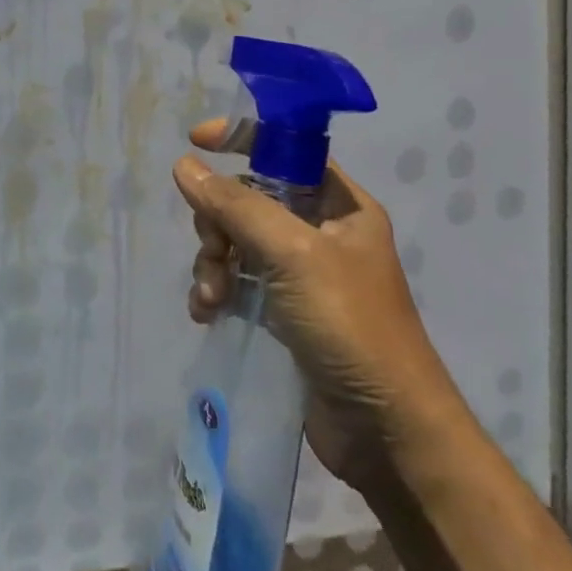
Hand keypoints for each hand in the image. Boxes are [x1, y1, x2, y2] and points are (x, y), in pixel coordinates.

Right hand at [174, 120, 457, 490]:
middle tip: (214, 250)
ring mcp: (302, 275)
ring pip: (237, 242)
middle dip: (219, 221)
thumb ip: (236, 205)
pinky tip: (206, 313)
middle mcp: (322, 233)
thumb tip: (185, 165)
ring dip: (213, 262)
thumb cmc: (349, 326)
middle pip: (250, 199)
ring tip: (210, 296)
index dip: (243, 138)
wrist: (386, 432)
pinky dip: (218, 291)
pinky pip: (238, 281)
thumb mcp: (292, 254)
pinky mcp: (285, 313)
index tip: (196, 140)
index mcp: (341, 206)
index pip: (287, 150)